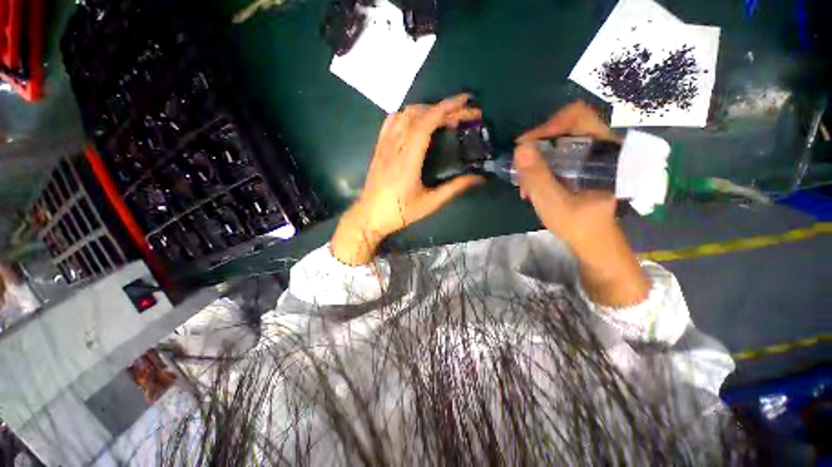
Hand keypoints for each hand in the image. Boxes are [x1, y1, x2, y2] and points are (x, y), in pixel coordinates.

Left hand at [331, 94, 484, 264]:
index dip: (445, 108)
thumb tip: (478, 178)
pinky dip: (407, 114)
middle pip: (417, 115)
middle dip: (442, 108)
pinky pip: (390, 122)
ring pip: (403, 114)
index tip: (465, 101)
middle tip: (461, 114)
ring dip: (425, 109)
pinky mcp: (378, 148)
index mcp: (408, 160)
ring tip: (442, 116)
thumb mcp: (429, 203)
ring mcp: (384, 146)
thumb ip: (454, 188)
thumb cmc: (400, 213)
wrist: (369, 216)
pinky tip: (416, 121)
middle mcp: (394, 147)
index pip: (425, 124)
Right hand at [514, 101, 618, 245]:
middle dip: (537, 145)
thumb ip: (537, 176)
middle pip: (565, 127)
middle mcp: (600, 147)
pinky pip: (559, 154)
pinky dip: (542, 165)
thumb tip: (520, 148)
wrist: (593, 241)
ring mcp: (591, 157)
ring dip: (537, 157)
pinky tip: (532, 183)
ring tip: (524, 180)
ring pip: (560, 141)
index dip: (548, 126)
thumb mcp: (552, 202)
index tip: (525, 146)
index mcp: (603, 152)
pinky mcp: (583, 166)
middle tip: (520, 164)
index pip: (577, 117)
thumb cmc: (577, 224)